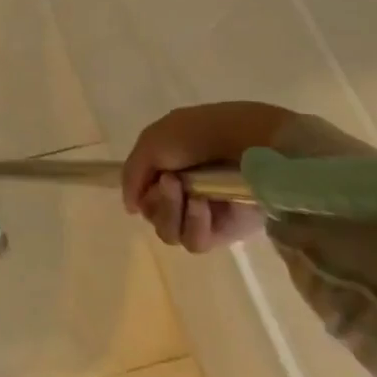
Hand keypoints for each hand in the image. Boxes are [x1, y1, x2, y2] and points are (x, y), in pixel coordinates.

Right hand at [122, 102, 292, 252]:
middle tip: (172, 181)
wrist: (245, 141)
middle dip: (157, 200)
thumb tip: (131, 208)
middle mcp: (183, 192)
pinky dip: (193, 224)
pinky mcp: (225, 232)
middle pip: (153, 215)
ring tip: (190, 193)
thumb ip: (132, 174)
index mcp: (167, 168)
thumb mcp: (151, 142)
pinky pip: (195, 242)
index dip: (141, 189)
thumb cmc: (197, 134)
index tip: (153, 176)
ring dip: (172, 212)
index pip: (142, 194)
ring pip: (169, 232)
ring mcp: (204, 214)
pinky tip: (202, 205)